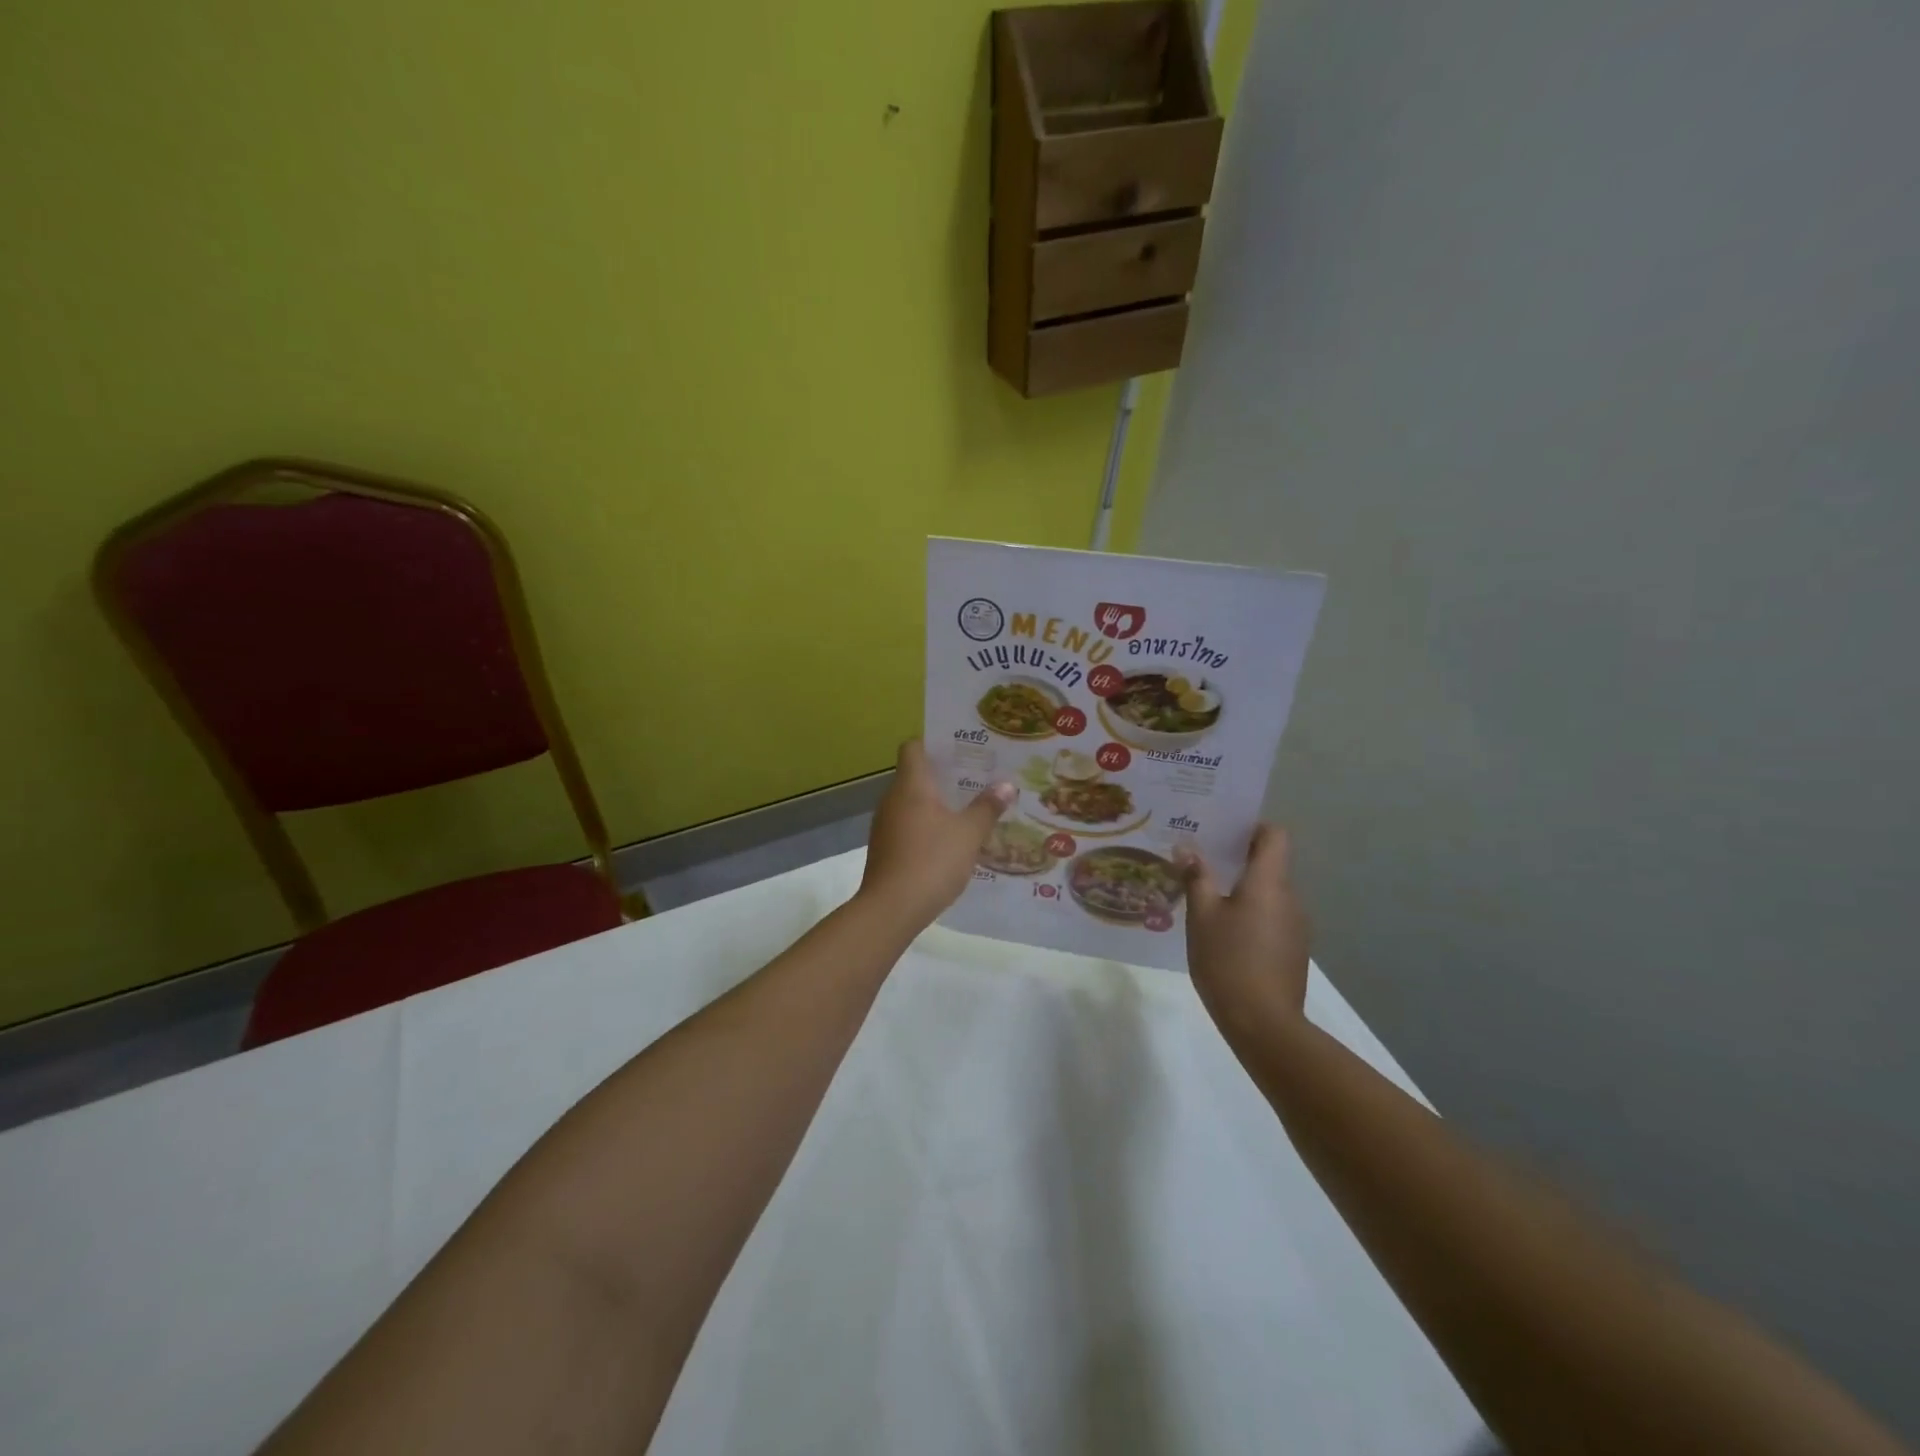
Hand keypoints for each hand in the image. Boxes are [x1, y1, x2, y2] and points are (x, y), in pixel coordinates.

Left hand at [859, 741, 1013, 931]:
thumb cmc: (931, 861)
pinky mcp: (886, 849)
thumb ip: (987, 807)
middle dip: (947, 776)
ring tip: (971, 809)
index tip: (963, 749)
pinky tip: (952, 841)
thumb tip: (1006, 784)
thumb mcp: (969, 834)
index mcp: (911, 785)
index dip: (936, 743)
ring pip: (914, 803)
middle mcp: (893, 798)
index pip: (914, 747)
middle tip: (980, 778)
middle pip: (916, 775)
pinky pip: (910, 826)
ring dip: (939, 804)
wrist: (891, 909)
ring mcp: (886, 825)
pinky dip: (929, 826)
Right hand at [1177, 825, 1310, 1036]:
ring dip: (1242, 890)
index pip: (1274, 835)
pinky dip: (1250, 915)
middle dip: (1237, 859)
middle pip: (1270, 864)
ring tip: (1205, 898)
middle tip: (1200, 861)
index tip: (1222, 832)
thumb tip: (1186, 848)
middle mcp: (1290, 897)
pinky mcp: (1292, 950)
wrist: (1263, 1023)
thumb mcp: (1201, 915)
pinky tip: (1223, 933)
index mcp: (1269, 882)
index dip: (1252, 827)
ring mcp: (1296, 926)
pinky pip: (1271, 917)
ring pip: (1269, 893)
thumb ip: (1196, 877)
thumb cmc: (1227, 959)